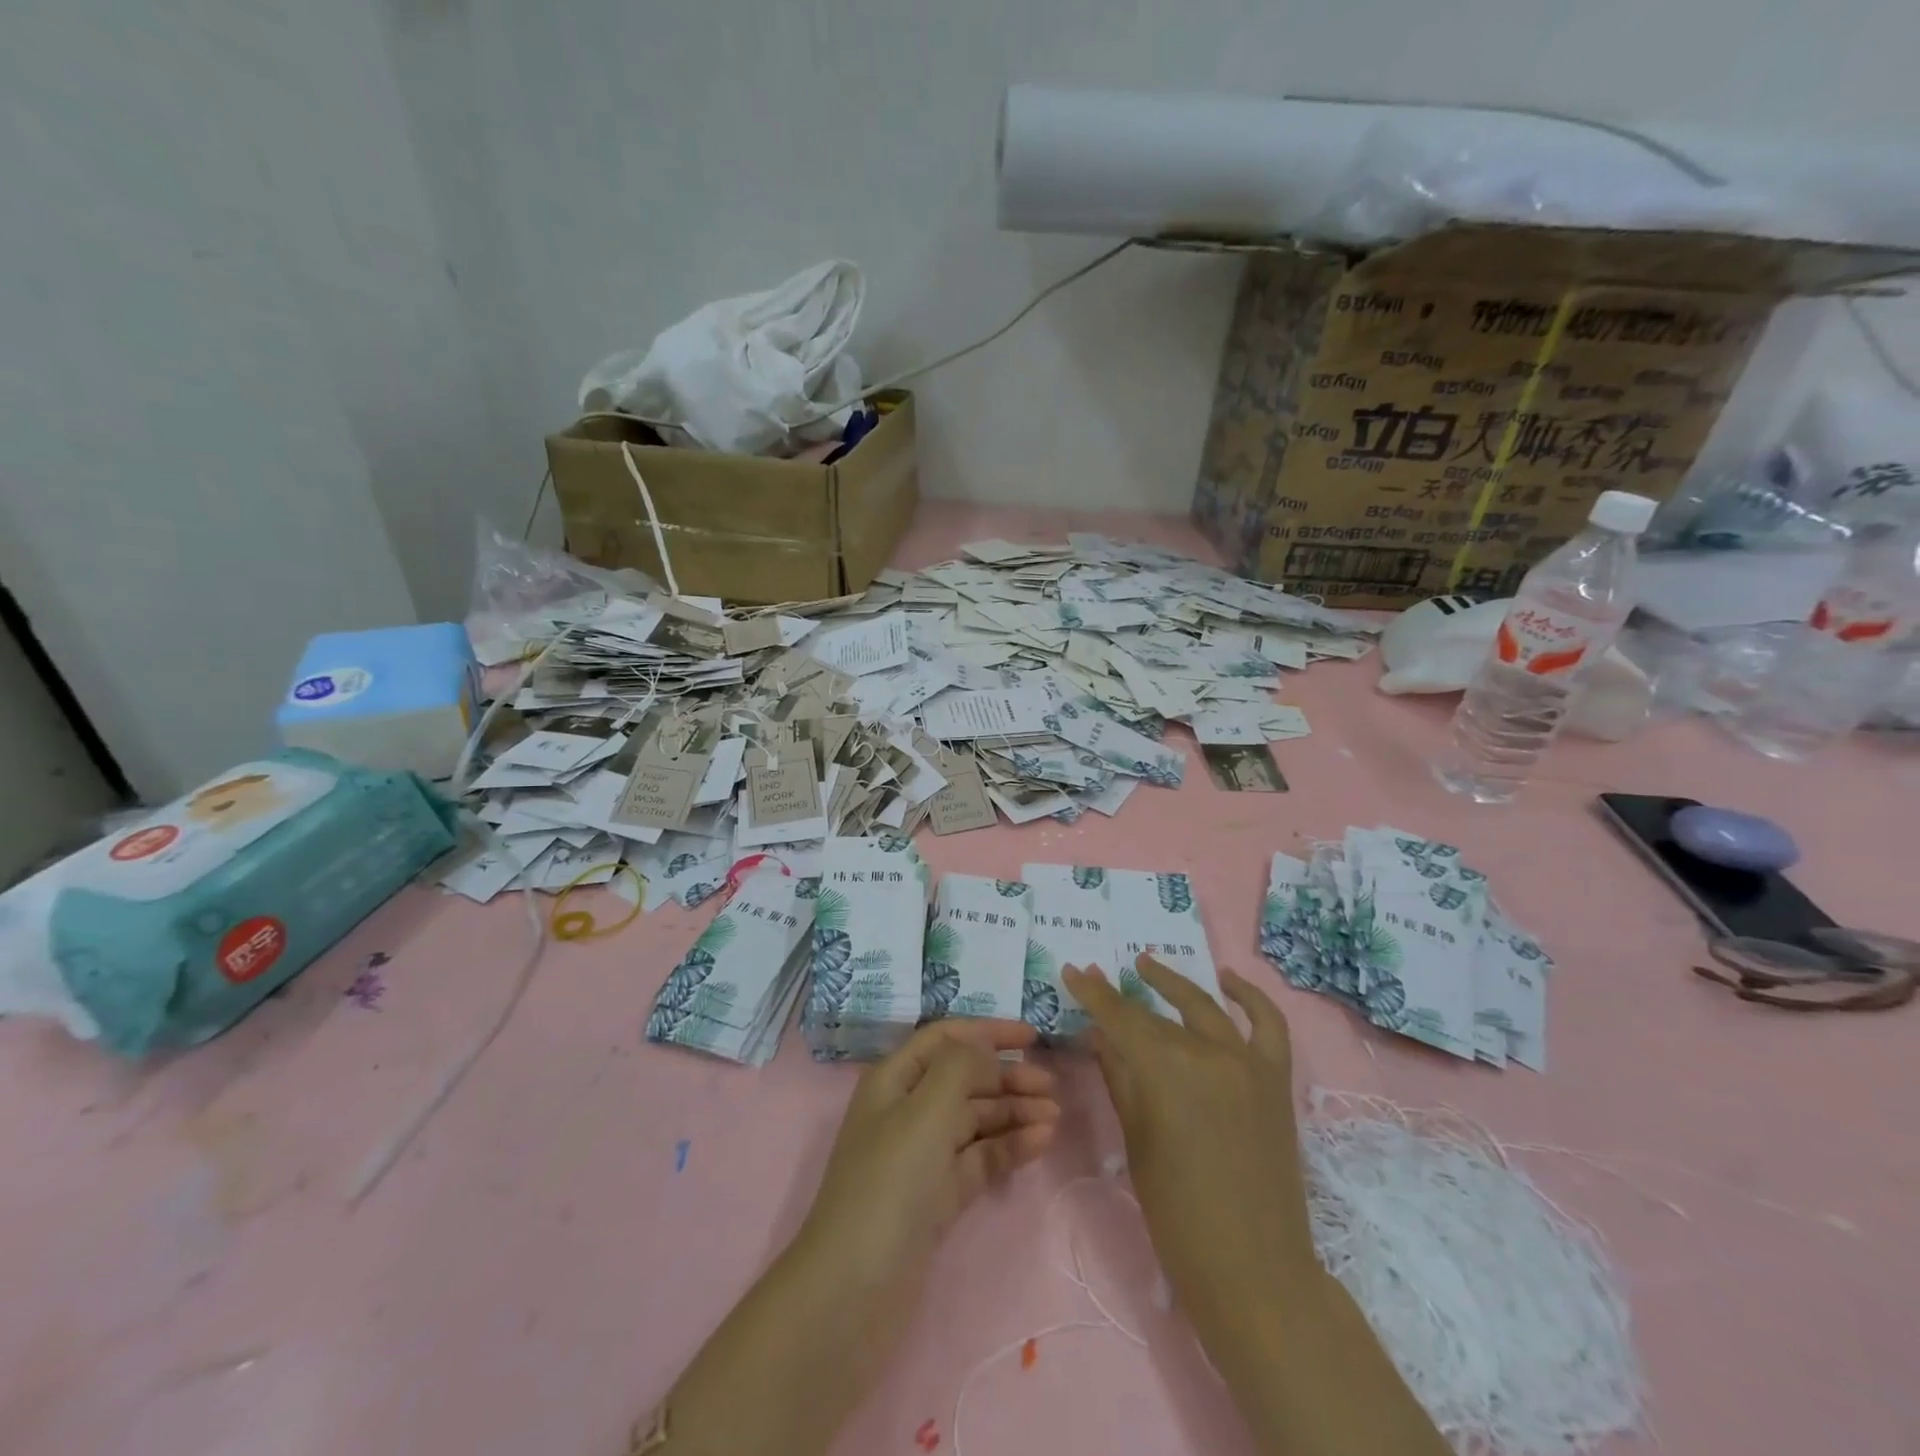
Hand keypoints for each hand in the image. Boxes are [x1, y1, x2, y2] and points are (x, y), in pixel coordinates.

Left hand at [799, 1018, 1059, 1353]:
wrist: (855, 1290)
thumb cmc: (889, 1183)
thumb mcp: (925, 1111)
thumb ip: (960, 1066)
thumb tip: (985, 1047)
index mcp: (895, 1079)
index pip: (946, 1038)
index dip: (987, 1031)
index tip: (1033, 1036)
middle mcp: (908, 1110)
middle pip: (966, 1078)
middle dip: (1007, 1077)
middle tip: (1052, 1086)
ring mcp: (924, 1155)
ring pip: (977, 1119)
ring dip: (1014, 1112)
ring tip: (1055, 1116)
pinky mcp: (939, 1195)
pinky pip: (980, 1158)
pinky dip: (1009, 1147)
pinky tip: (1041, 1143)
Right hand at [1064, 956, 1450, 1455]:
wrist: (1252, 1267)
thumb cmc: (1176, 1211)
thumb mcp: (1136, 1138)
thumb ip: (1118, 1076)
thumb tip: (1099, 1036)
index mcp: (1165, 1069)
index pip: (1119, 1017)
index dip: (1093, 993)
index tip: (1072, 971)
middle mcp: (1207, 1052)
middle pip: (1157, 1013)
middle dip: (1122, 994)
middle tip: (1099, 977)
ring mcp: (1248, 1062)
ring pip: (1205, 1007)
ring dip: (1174, 983)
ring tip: (1148, 965)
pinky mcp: (1276, 1078)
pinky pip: (1268, 1024)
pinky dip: (1249, 997)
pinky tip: (1228, 981)